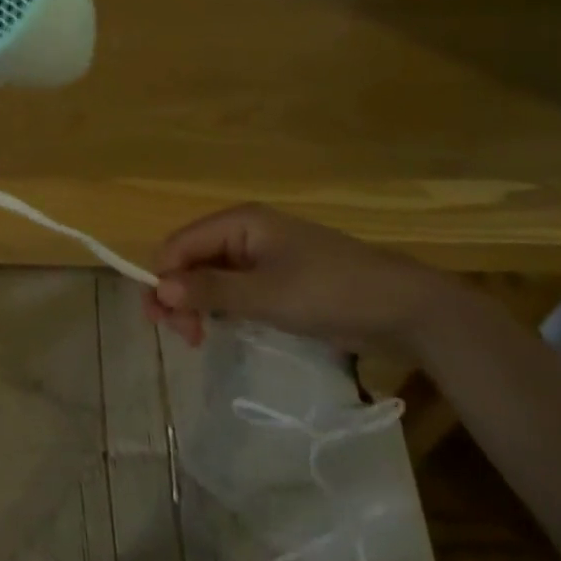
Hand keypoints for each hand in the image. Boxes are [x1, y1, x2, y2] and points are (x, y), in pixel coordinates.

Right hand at [142, 204, 464, 361]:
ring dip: (197, 304)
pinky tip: (220, 329)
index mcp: (239, 222)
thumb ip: (210, 291)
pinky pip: (233, 288)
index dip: (164, 278)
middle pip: (192, 259)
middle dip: (180, 294)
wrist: (401, 307)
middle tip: (186, 338)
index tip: (163, 322)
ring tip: (200, 339)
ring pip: (210, 276)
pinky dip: (220, 308)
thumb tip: (160, 290)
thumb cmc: (328, 291)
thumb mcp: (265, 295)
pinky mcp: (276, 280)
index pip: (180, 244)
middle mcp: (244, 232)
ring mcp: (261, 256)